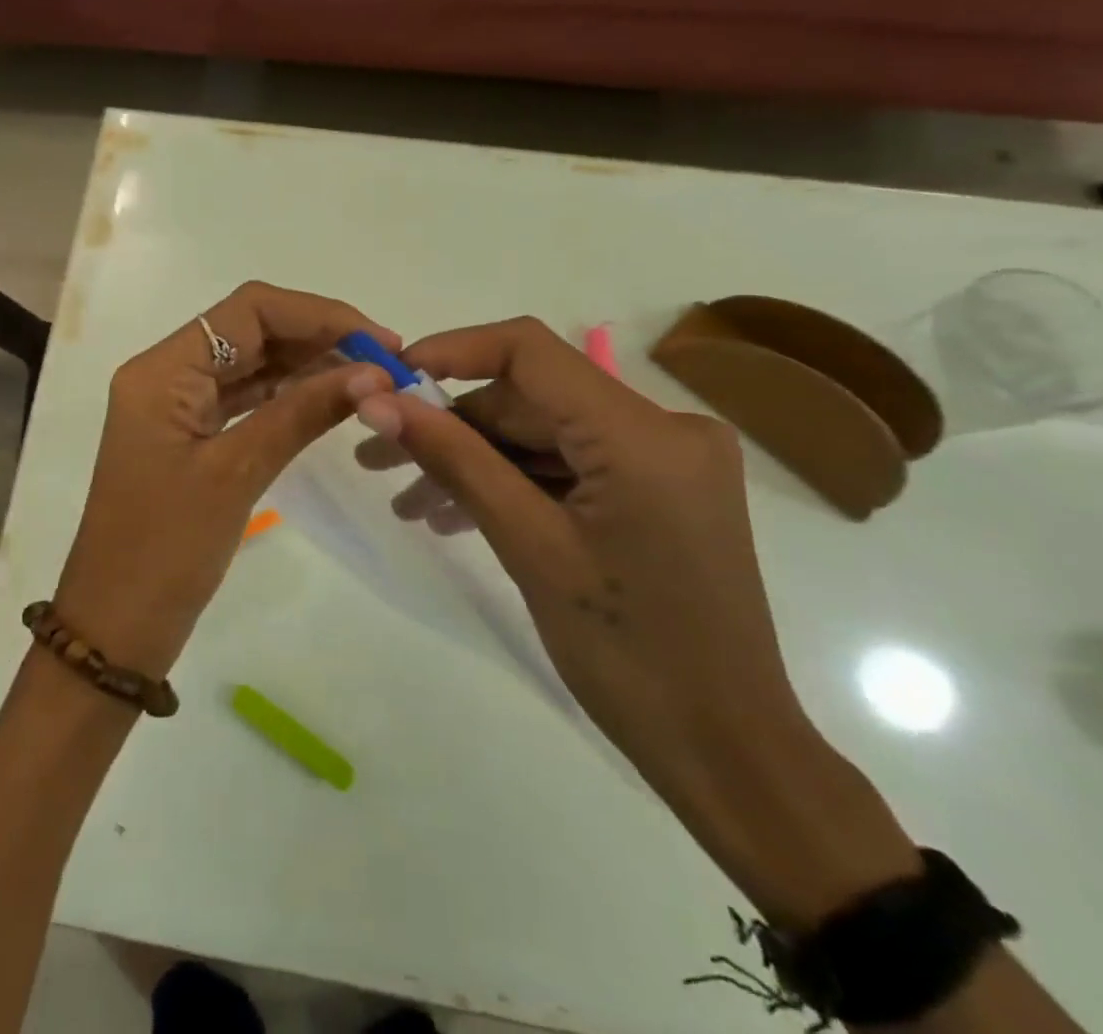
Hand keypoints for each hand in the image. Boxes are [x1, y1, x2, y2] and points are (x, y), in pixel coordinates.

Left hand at [53, 282, 395, 678]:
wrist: (116, 626)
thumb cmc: (165, 550)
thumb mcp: (236, 473)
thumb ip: (302, 413)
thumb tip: (375, 374)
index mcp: (162, 370)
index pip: (249, 310)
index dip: (319, 315)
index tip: (379, 341)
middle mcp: (165, 373)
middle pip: (250, 329)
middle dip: (318, 336)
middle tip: (386, 362)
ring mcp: (175, 405)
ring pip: (250, 362)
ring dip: (307, 364)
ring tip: (370, 379)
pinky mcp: (188, 434)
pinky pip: (243, 397)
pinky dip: (286, 394)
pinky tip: (330, 400)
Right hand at [354, 318, 918, 928]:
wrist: (725, 751)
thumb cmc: (628, 654)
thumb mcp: (528, 545)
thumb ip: (453, 458)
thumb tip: (377, 403)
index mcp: (644, 434)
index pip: (530, 351)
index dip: (451, 351)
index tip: (389, 380)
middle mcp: (665, 428)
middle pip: (532, 398)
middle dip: (452, 425)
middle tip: (378, 458)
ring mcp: (666, 460)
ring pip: (544, 434)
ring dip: (476, 460)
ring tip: (408, 502)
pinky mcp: (658, 489)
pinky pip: (570, 466)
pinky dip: (515, 483)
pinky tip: (457, 514)